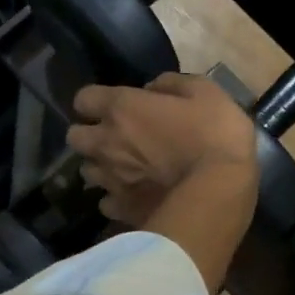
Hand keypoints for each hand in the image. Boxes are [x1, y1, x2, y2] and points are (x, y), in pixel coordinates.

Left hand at [66, 73, 257, 226]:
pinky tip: (133, 198)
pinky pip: (106, 203)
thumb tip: (152, 88)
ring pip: (87, 172)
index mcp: (122, 108)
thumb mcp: (206, 92)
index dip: (97, 103)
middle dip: (90, 136)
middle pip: (75, 137)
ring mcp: (111, 179)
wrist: (220, 190)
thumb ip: (173, 84)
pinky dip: (115, 199)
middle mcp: (106, 142)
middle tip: (115, 140)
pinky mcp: (122, 209)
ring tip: (124, 171)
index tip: (115, 107)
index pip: (83, 99)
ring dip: (101, 168)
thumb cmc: (216, 134)